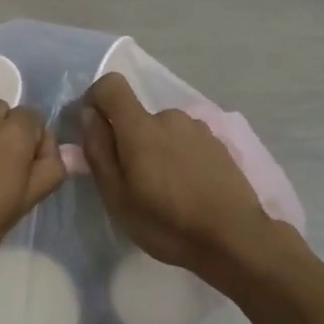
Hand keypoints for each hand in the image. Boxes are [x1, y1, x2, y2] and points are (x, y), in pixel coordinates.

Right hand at [80, 72, 276, 278]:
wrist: (234, 238)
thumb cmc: (166, 222)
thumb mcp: (117, 196)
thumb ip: (98, 150)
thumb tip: (89, 115)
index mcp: (141, 127)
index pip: (111, 85)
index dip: (96, 100)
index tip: (95, 130)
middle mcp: (170, 117)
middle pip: (137, 117)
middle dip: (129, 141)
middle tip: (134, 184)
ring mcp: (199, 129)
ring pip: (163, 131)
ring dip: (157, 151)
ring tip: (165, 192)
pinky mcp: (219, 144)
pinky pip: (186, 142)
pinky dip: (179, 159)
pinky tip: (189, 191)